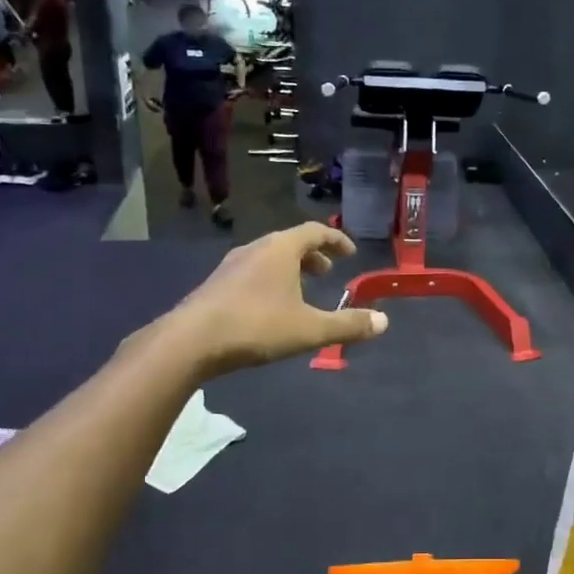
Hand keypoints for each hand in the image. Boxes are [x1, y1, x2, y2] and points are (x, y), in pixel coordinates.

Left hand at [146, 223, 387, 377]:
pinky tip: (269, 308)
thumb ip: (348, 325)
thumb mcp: (310, 329)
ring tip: (301, 291)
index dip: (336, 240)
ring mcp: (231, 266)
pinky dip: (270, 280)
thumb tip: (384, 322)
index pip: (315, 231)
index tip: (350, 253)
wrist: (189, 342)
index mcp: (281, 249)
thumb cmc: (256, 327)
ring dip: (290, 269)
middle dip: (313, 256)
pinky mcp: (215, 285)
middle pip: (290, 242)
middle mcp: (255, 249)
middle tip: (328, 273)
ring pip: (268, 258)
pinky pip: (251, 273)